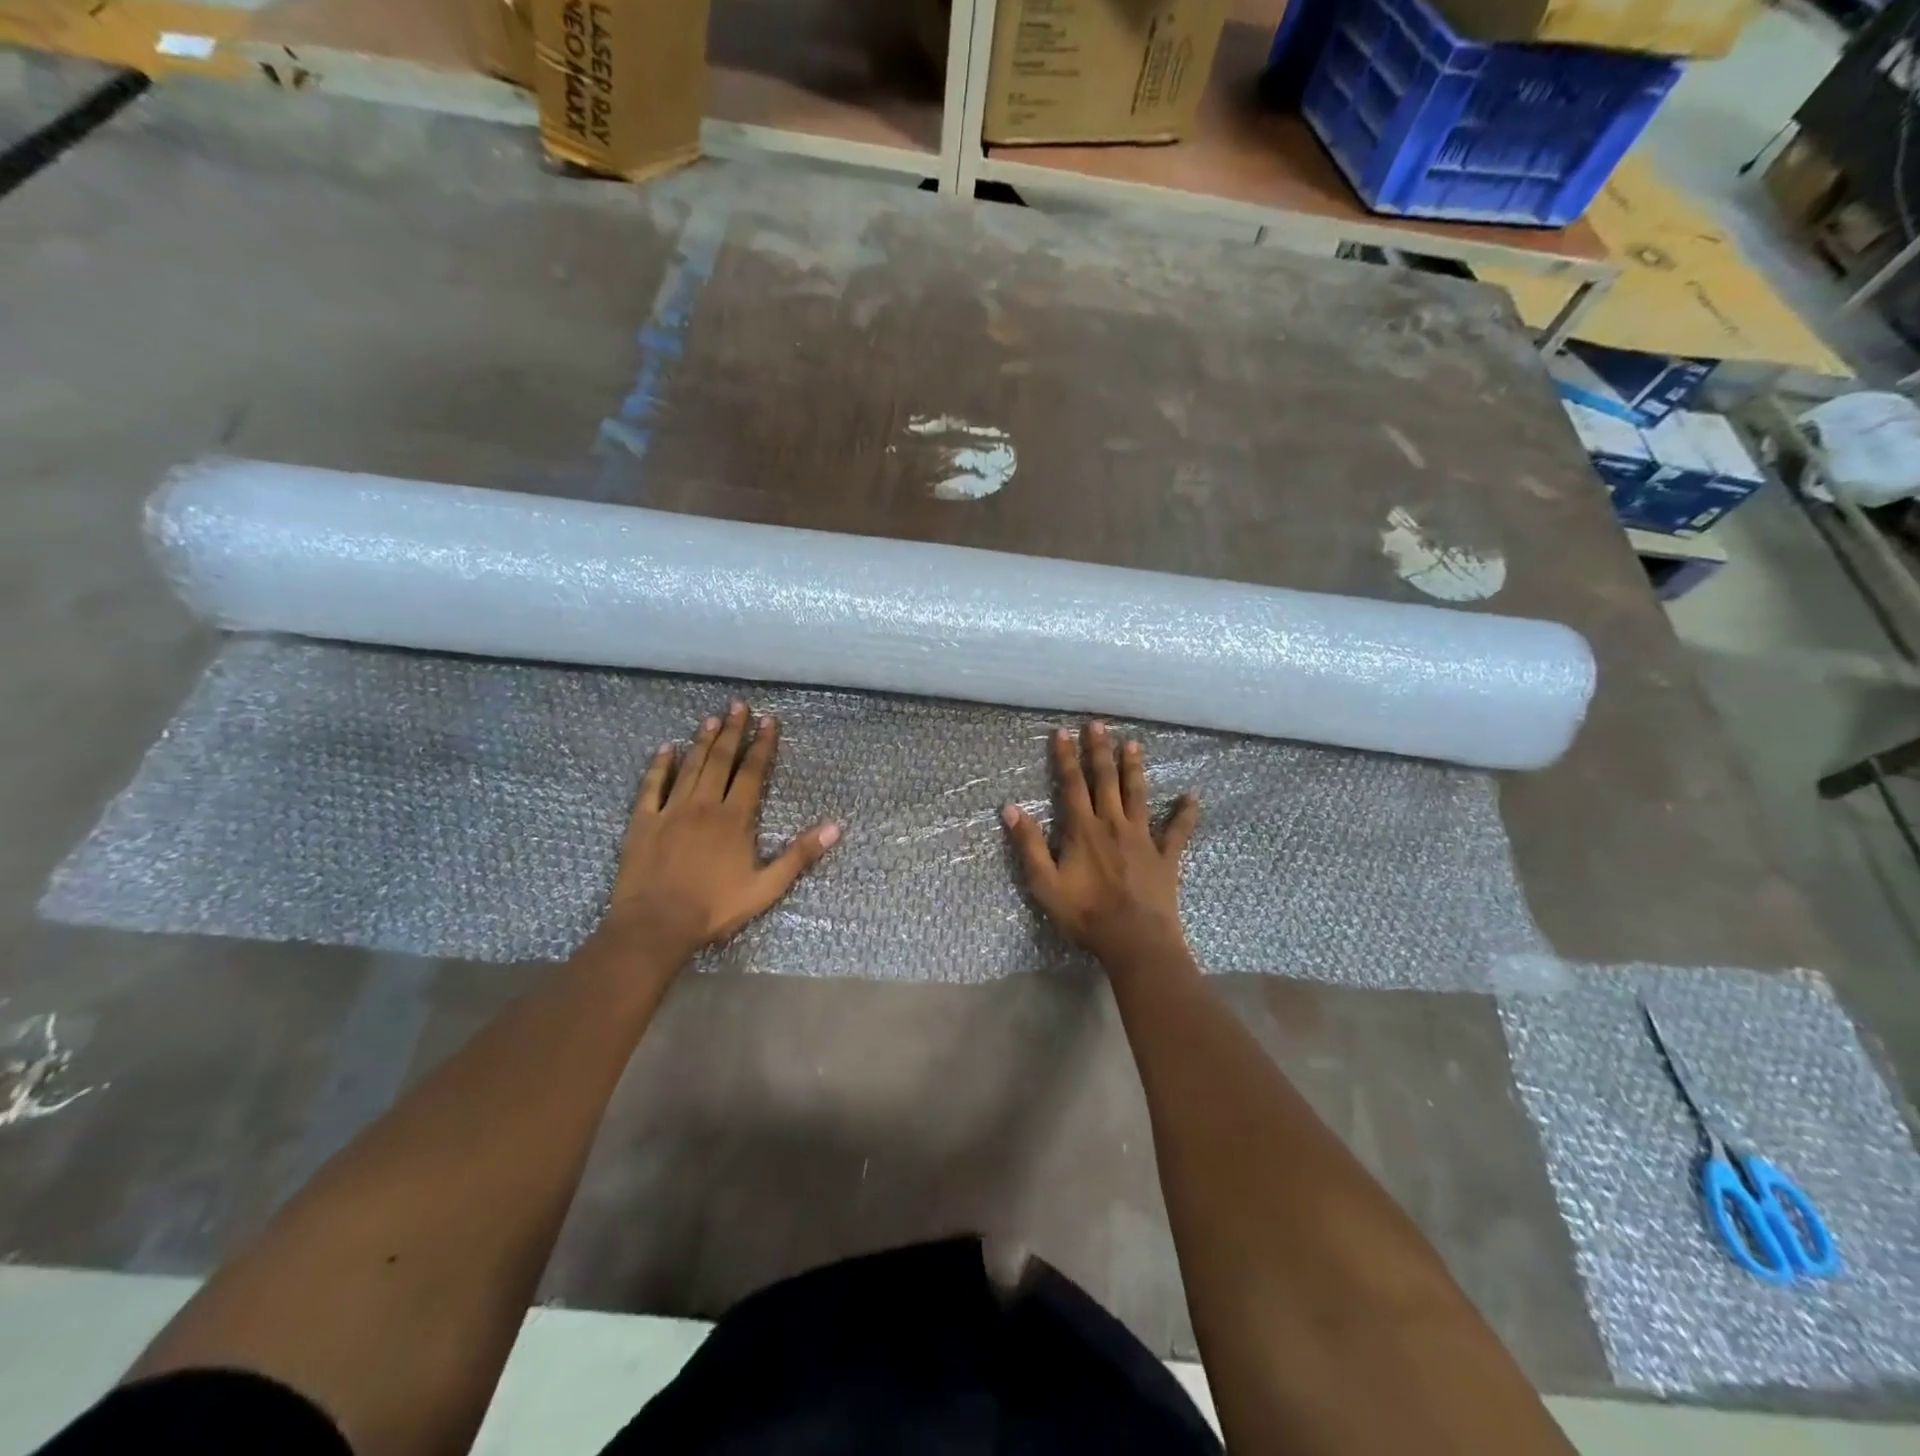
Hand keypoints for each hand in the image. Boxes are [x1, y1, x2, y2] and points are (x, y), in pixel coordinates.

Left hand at [594, 702, 840, 966]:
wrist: (655, 925)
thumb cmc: (714, 908)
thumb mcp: (767, 887)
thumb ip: (800, 855)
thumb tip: (835, 827)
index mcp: (734, 818)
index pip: (752, 772)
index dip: (762, 745)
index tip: (769, 720)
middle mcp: (704, 805)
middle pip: (720, 760)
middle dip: (733, 732)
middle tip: (739, 705)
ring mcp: (670, 810)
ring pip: (689, 767)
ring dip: (702, 741)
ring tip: (711, 718)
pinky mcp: (643, 822)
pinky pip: (652, 786)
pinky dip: (659, 766)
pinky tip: (665, 749)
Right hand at [1002, 721, 1198, 968]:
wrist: (1134, 941)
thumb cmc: (1085, 915)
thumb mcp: (1044, 883)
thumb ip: (1028, 845)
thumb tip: (1010, 808)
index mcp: (1083, 829)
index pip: (1072, 784)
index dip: (1066, 758)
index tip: (1062, 732)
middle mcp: (1113, 824)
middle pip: (1105, 780)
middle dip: (1100, 751)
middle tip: (1098, 724)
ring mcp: (1142, 838)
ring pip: (1138, 794)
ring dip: (1134, 768)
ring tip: (1133, 744)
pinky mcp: (1165, 856)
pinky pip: (1177, 831)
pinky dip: (1185, 814)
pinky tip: (1191, 797)